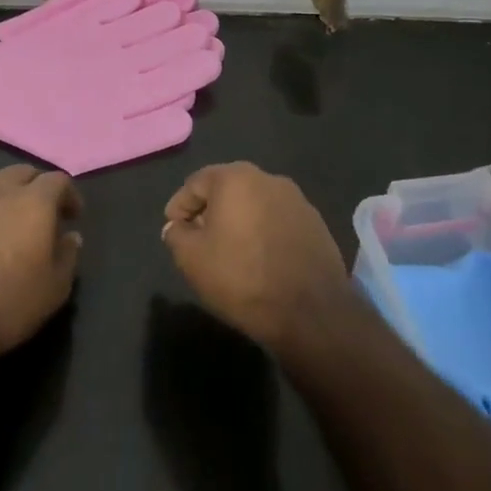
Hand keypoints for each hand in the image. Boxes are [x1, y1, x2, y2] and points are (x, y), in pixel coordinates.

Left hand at [0, 165, 82, 360]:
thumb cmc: (7, 306)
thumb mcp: (54, 290)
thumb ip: (67, 256)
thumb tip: (71, 237)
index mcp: (33, 203)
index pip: (58, 180)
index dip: (68, 195)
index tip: (72, 216)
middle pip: (21, 172)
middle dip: (34, 186)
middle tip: (39, 211)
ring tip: (0, 213)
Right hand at [161, 163, 355, 351]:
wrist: (311, 312)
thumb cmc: (242, 278)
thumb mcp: (192, 259)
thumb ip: (177, 235)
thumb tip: (177, 227)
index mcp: (236, 178)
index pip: (195, 183)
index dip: (179, 206)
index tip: (173, 229)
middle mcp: (269, 178)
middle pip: (228, 189)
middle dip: (210, 211)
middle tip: (199, 239)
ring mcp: (297, 200)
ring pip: (255, 204)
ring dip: (239, 221)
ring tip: (230, 250)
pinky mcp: (316, 223)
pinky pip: (278, 220)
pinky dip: (264, 232)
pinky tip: (260, 258)